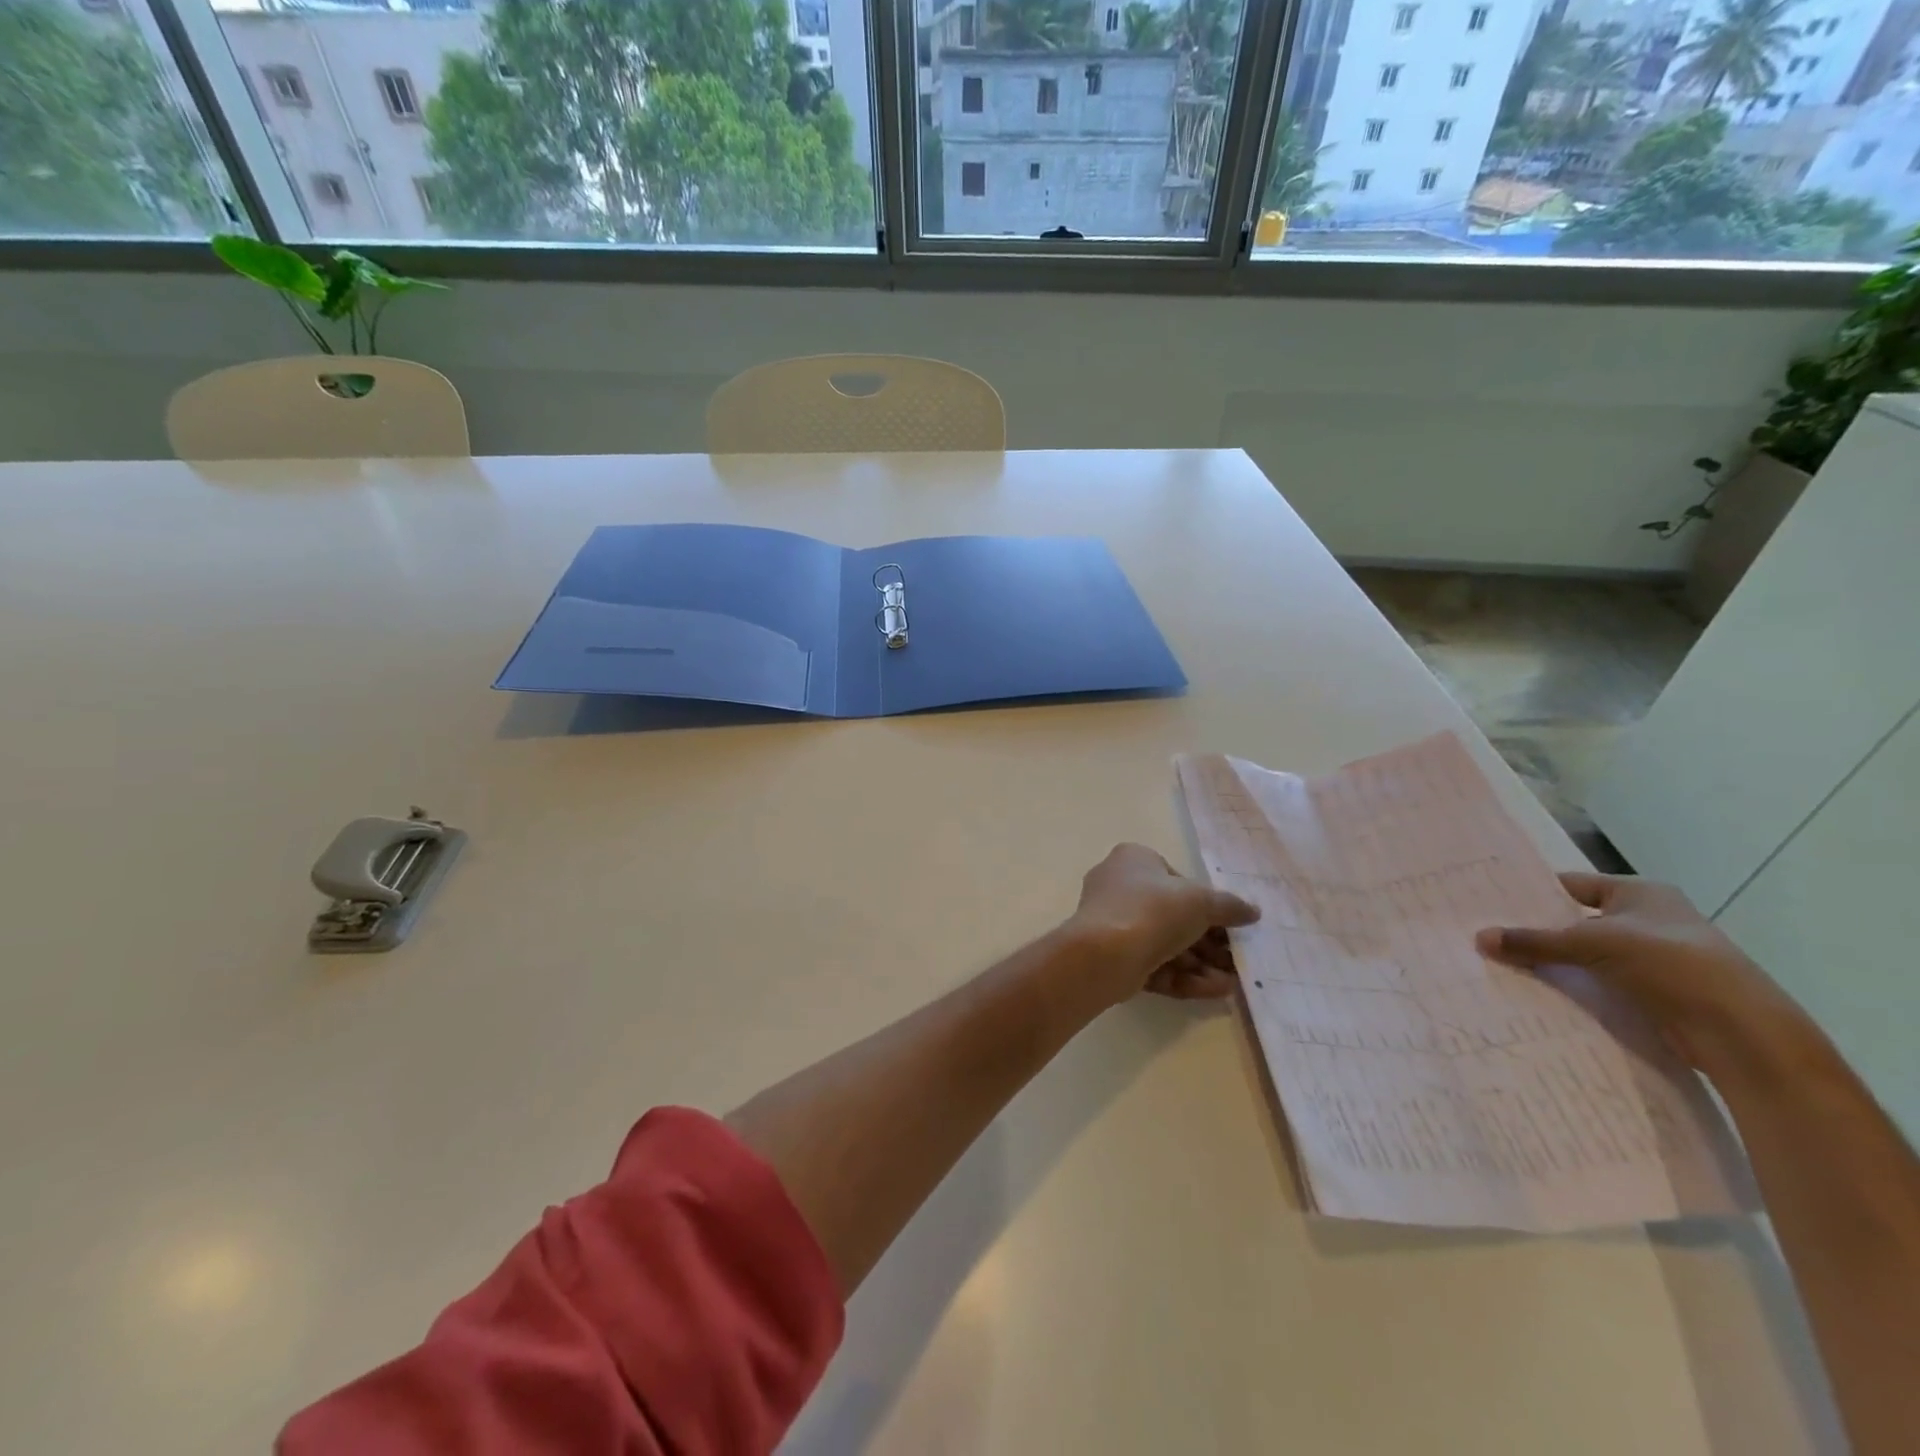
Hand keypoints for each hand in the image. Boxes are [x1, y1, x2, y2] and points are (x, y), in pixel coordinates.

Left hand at [1066, 844, 1259, 1004]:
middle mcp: (1118, 887)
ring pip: (1165, 944)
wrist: (1104, 953)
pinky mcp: (1112, 958)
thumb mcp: (1201, 901)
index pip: (1176, 880)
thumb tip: (1253, 911)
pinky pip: (1153, 964)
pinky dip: (1183, 976)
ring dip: (1201, 963)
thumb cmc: (1152, 910)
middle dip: (1208, 941)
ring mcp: (1112, 924)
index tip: (1231, 925)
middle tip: (1237, 959)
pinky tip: (1215, 990)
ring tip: (1232, 982)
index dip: (1207, 904)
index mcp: (1134, 860)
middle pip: (1173, 916)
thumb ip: (1229, 906)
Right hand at [1476, 872, 1814, 1074]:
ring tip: (1504, 965)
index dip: (1533, 892)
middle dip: (1538, 930)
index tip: (1490, 902)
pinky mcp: (1658, 992)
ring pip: (1589, 954)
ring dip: (1556, 962)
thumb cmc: (1669, 963)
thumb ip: (1534, 941)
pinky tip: (1542, 993)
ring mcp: (1656, 957)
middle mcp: (1649, 918)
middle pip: (1577, 920)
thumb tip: (1479, 937)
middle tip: (1488, 934)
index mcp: (1640, 892)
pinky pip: (1603, 982)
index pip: (1572, 884)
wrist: (1741, 1030)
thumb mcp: (1591, 943)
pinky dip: (1577, 987)